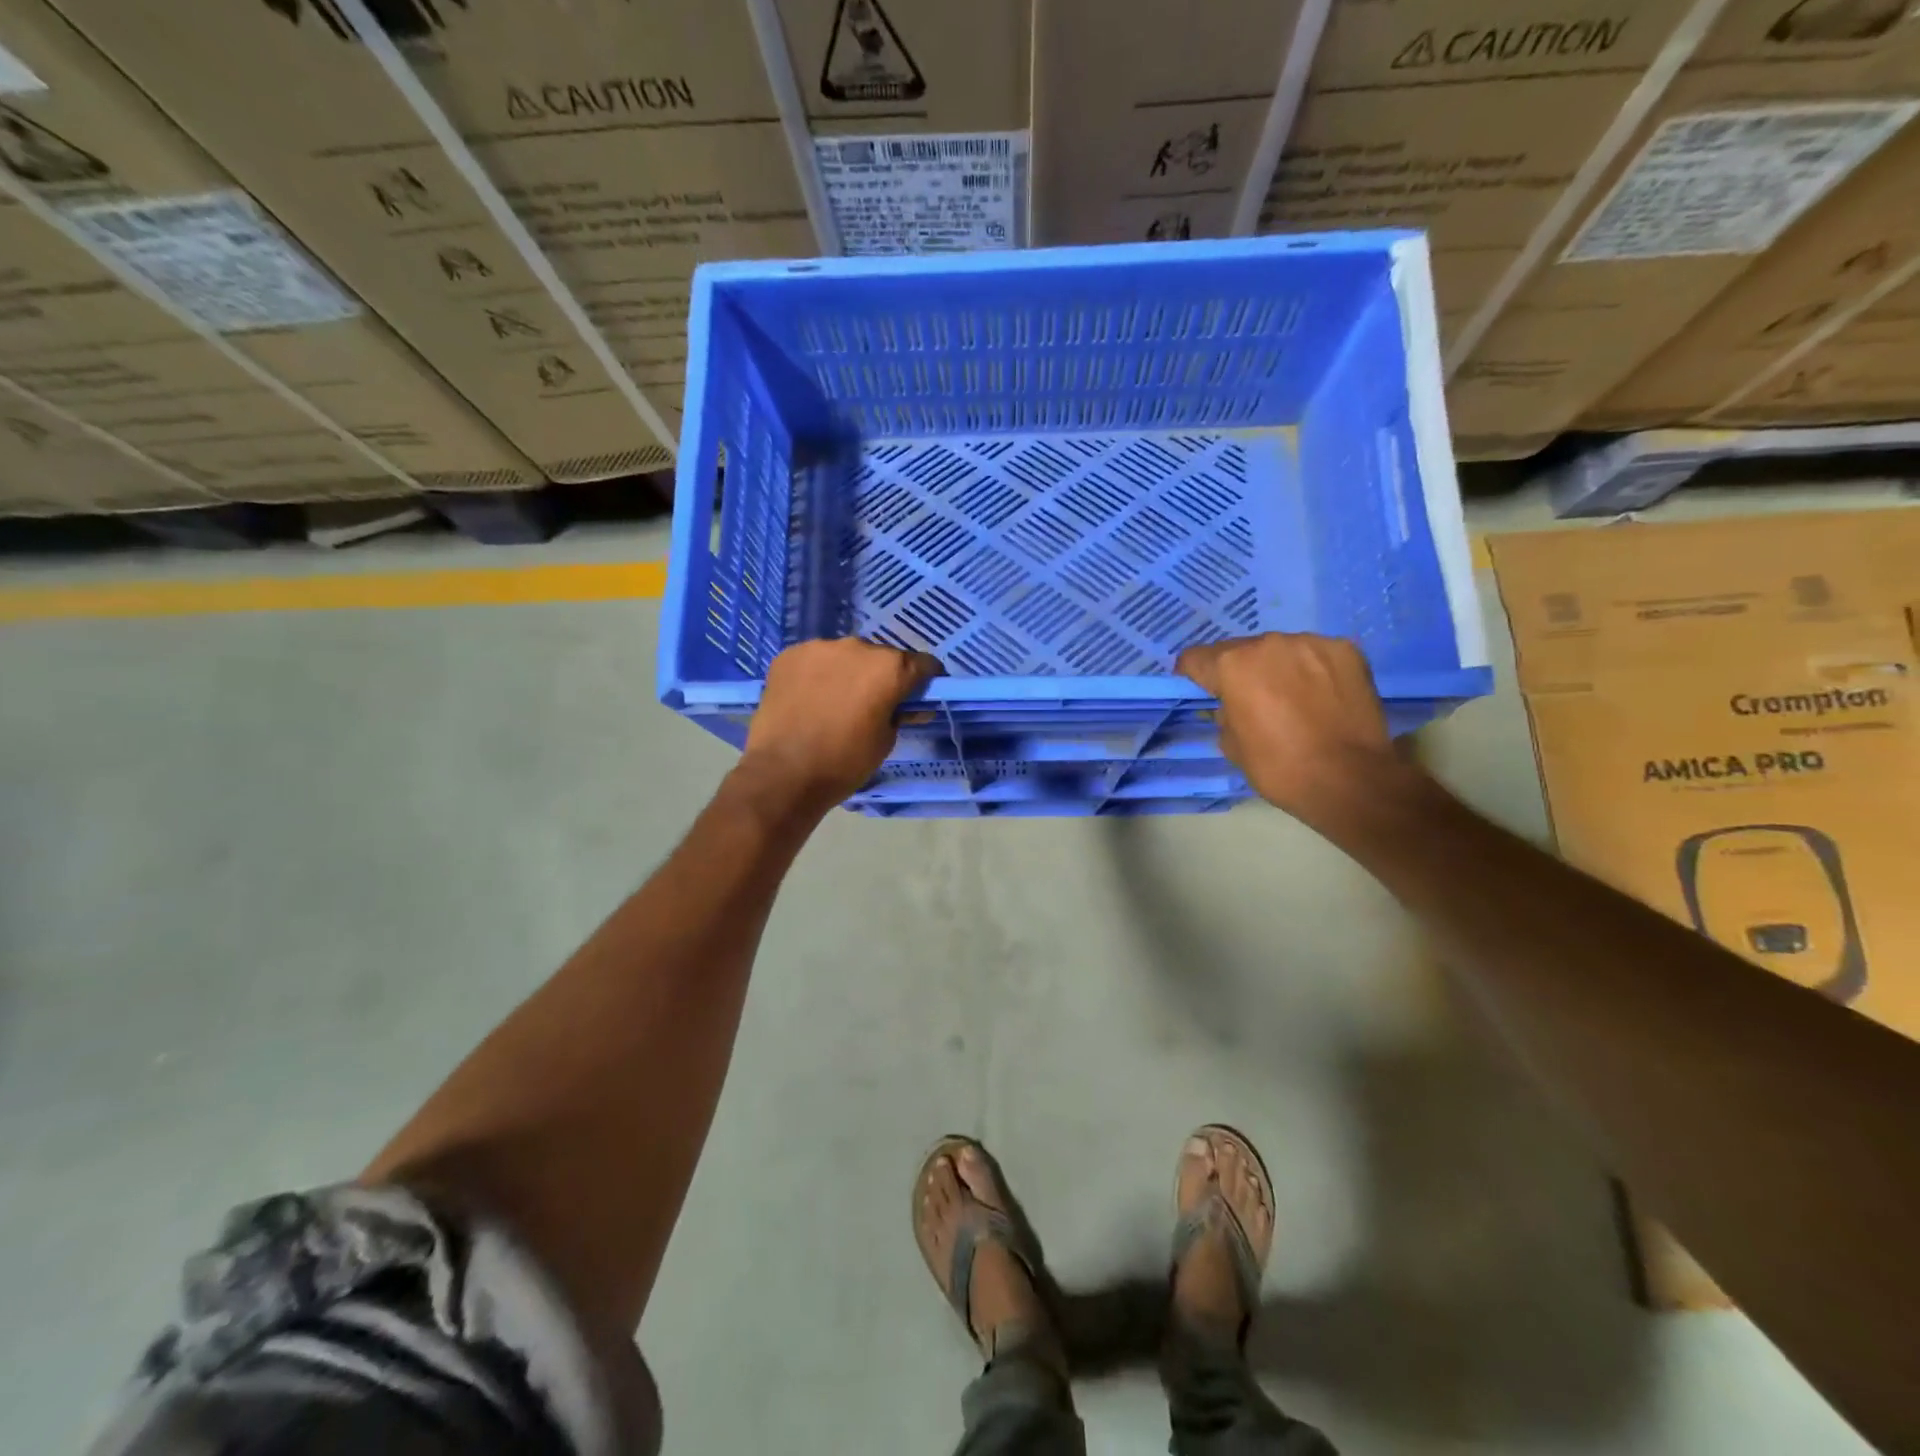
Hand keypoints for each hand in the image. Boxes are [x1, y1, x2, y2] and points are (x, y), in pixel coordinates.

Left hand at [736, 637, 941, 814]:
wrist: (783, 773)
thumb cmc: (844, 762)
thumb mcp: (886, 742)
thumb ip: (899, 715)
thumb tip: (905, 706)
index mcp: (889, 668)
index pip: (922, 663)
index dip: (924, 680)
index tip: (917, 696)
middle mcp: (858, 647)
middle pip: (881, 657)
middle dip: (881, 677)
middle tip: (871, 704)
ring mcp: (819, 647)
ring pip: (845, 656)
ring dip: (847, 673)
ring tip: (834, 702)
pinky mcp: (789, 655)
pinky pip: (814, 660)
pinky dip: (817, 675)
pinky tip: (808, 700)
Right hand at [1177, 633, 1408, 828]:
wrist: (1350, 779)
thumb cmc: (1280, 768)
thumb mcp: (1231, 746)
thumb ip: (1224, 715)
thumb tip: (1233, 705)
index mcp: (1232, 666)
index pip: (1196, 658)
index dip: (1194, 676)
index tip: (1202, 690)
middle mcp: (1268, 643)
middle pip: (1241, 651)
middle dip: (1240, 672)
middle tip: (1253, 701)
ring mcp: (1311, 643)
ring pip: (1280, 650)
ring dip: (1278, 668)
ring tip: (1294, 699)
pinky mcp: (1346, 650)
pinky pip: (1315, 655)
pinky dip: (1312, 670)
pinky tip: (1323, 696)